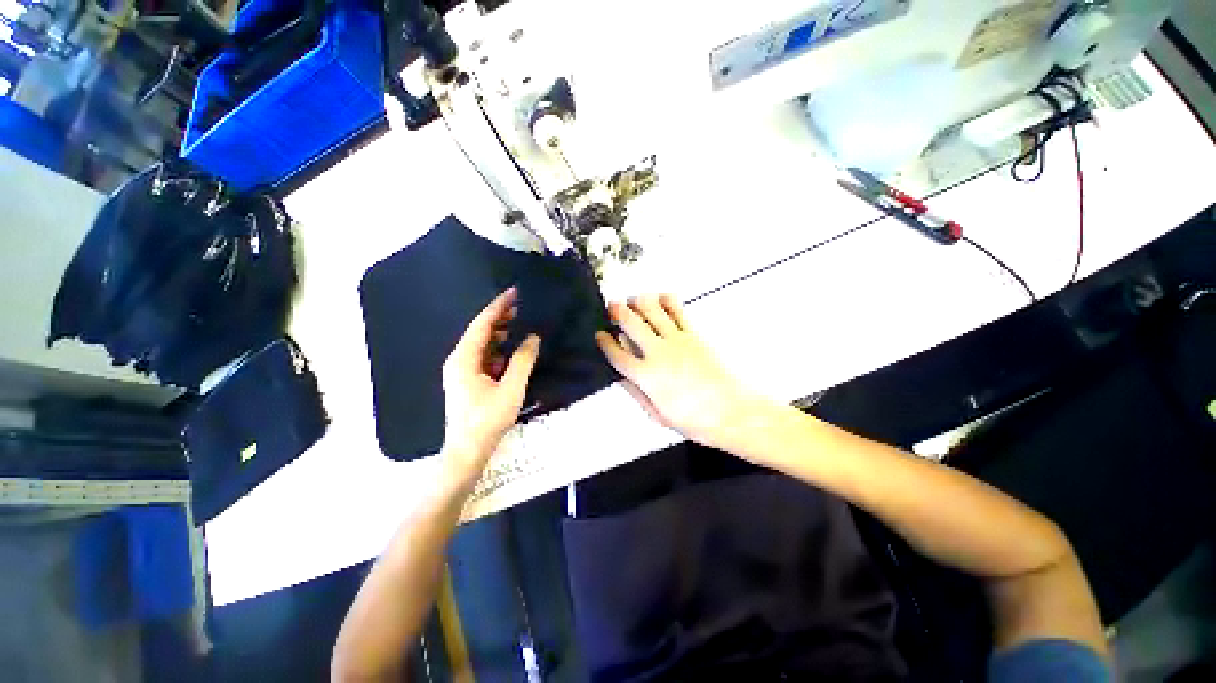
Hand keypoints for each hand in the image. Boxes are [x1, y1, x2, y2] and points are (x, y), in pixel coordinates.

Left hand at [440, 288, 540, 486]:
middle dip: (499, 318)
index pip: (482, 324)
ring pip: (482, 345)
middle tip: (521, 306)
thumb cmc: (488, 420)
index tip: (513, 293)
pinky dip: (497, 350)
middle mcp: (458, 360)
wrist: (467, 452)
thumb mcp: (511, 388)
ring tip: (519, 324)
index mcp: (464, 359)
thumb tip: (533, 337)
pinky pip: (483, 357)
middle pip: (480, 332)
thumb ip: (523, 360)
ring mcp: (461, 371)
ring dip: (499, 334)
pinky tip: (511, 351)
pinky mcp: (467, 381)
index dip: (498, 307)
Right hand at [595, 295, 767, 450]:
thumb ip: (636, 392)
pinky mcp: (694, 335)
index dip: (605, 342)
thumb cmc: (695, 420)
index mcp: (646, 376)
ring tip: (633, 301)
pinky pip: (678, 311)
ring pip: (652, 310)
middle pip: (631, 323)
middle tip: (612, 307)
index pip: (617, 354)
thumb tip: (620, 377)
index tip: (599, 334)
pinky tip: (660, 299)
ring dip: (639, 301)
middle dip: (617, 311)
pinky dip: (667, 300)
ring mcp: (677, 341)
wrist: (731, 412)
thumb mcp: (657, 415)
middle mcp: (658, 353)